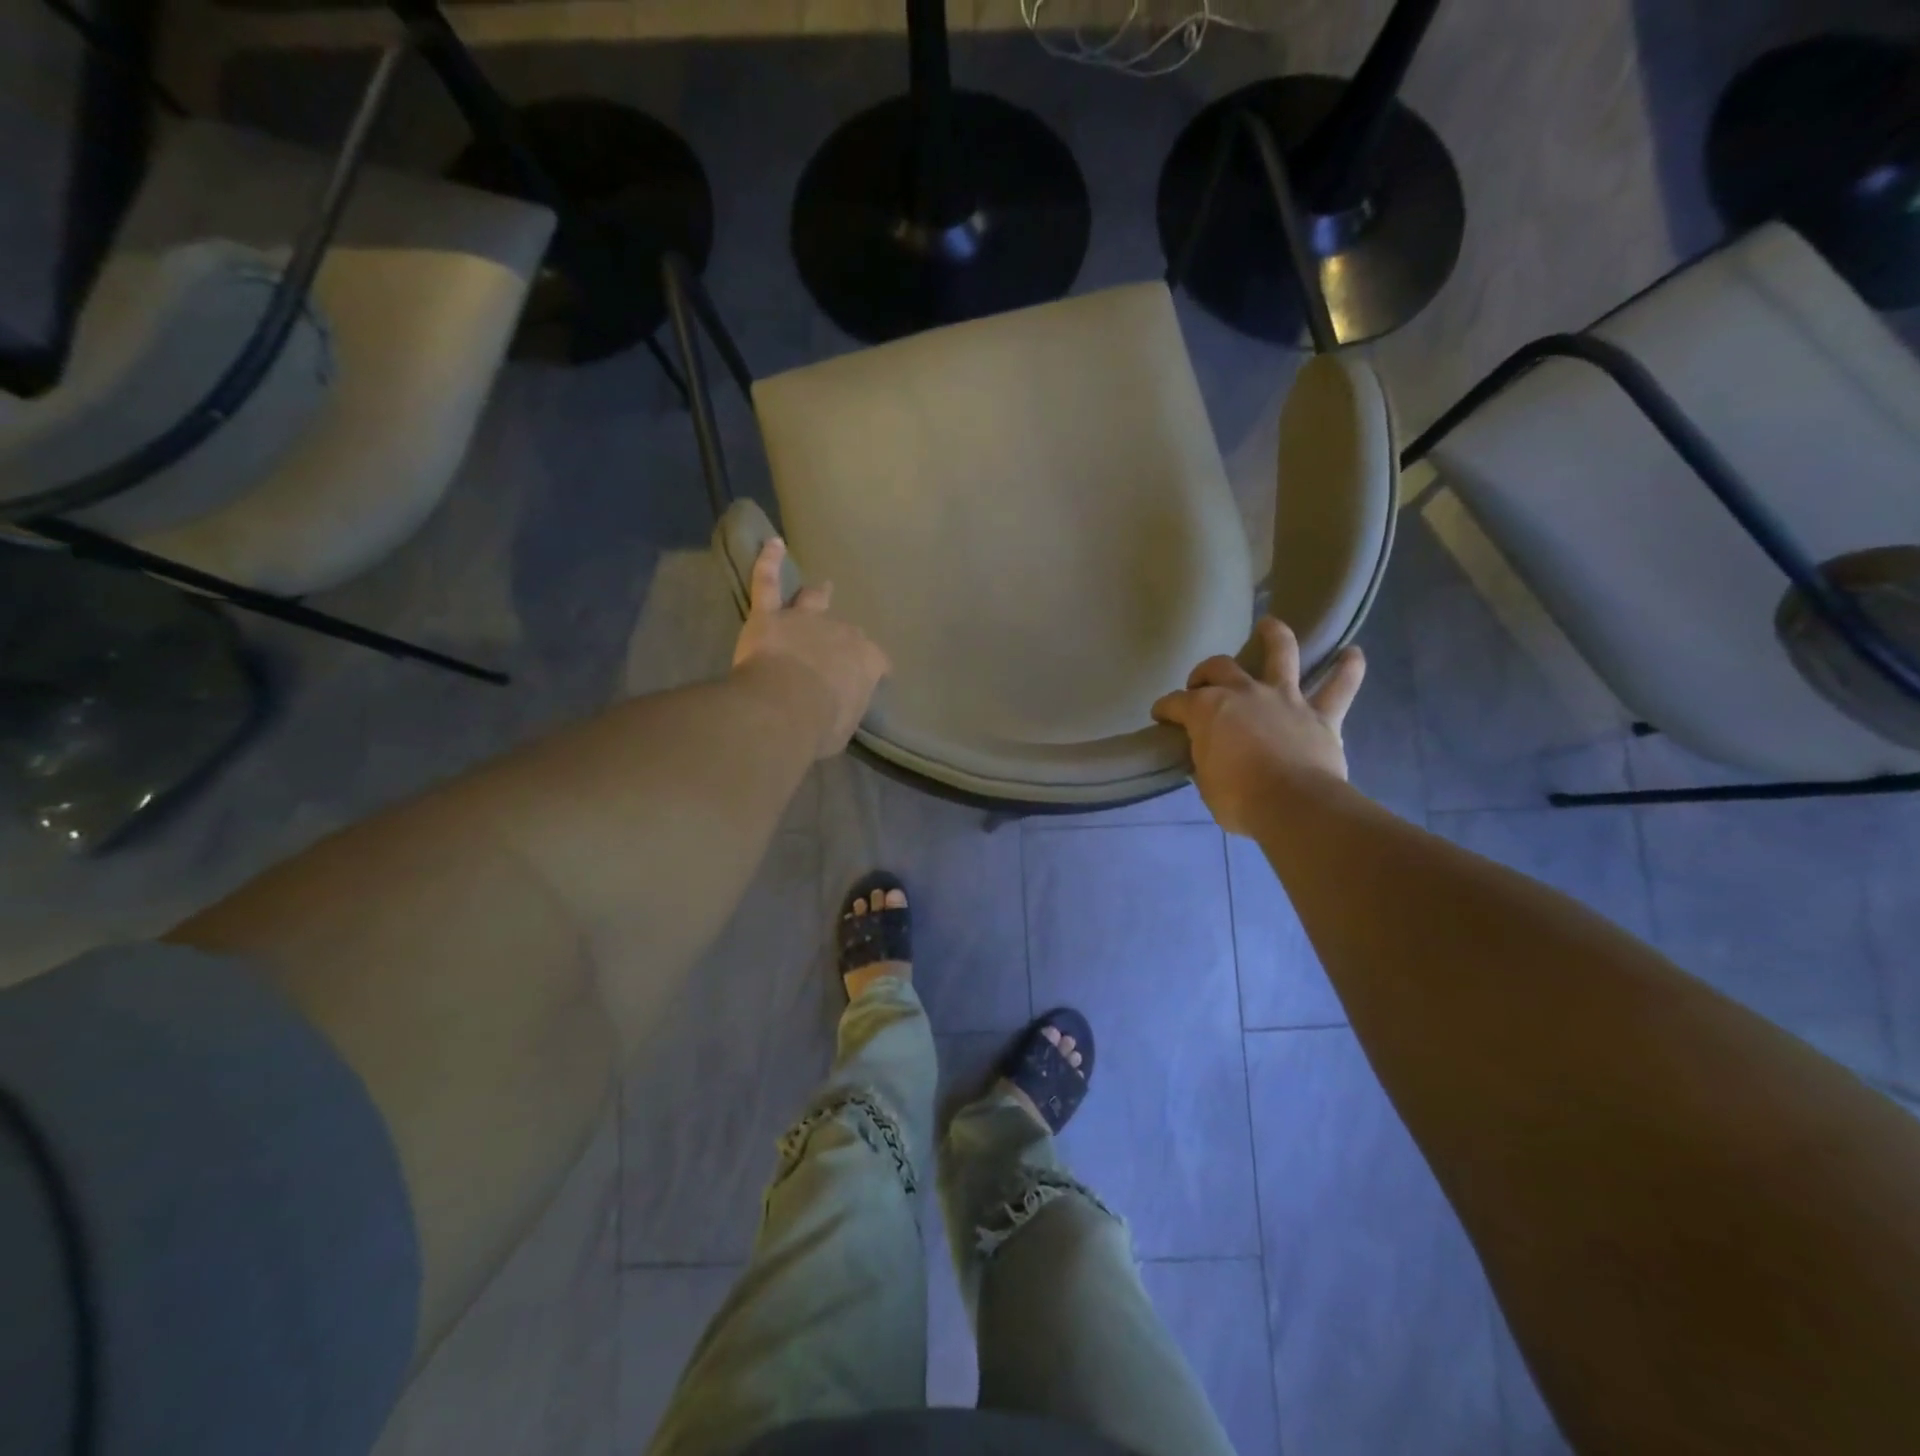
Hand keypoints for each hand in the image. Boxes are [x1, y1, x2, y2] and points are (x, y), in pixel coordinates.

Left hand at [732, 538, 890, 759]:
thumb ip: (843, 711)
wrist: (786, 705)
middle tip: (836, 649)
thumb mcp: (843, 728)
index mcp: (865, 662)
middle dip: (842, 639)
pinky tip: (772, 544)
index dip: (874, 670)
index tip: (872, 679)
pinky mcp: (770, 616)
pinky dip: (769, 562)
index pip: (877, 663)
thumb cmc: (820, 725)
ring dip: (818, 595)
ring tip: (822, 586)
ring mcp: (805, 620)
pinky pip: (768, 583)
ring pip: (813, 601)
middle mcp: (841, 634)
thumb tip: (838, 710)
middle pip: (846, 632)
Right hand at [1151, 618, 1365, 835]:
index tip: (1161, 717)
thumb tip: (1210, 756)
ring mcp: (1284, 698)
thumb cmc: (1239, 799)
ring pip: (1282, 654)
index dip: (1165, 708)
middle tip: (1201, 684)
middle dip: (1205, 672)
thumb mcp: (1206, 783)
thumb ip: (1207, 761)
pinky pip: (1340, 687)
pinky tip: (1353, 654)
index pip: (1176, 703)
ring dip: (1275, 636)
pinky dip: (1349, 669)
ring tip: (1270, 625)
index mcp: (1207, 710)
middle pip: (1219, 667)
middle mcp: (1244, 693)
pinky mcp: (1321, 715)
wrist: (1294, 806)